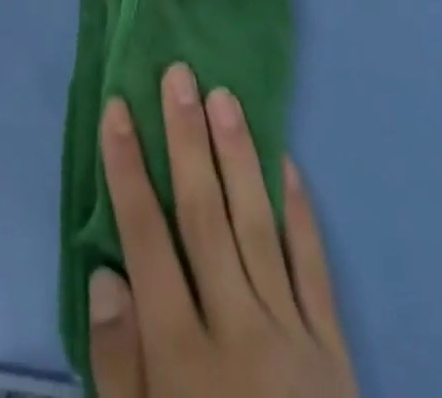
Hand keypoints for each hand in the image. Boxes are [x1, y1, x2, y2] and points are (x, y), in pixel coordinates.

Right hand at [89, 65, 359, 397]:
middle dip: (186, 139)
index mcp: (184, 358)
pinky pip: (314, 268)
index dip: (129, 168)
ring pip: (258, 225)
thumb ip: (120, 368)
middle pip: (204, 215)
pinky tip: (287, 164)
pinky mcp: (335, 350)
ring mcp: (294, 336)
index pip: (147, 239)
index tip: (118, 107)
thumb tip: (106, 274)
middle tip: (178, 74)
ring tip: (224, 95)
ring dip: (238, 156)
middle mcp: (238, 330)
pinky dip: (300, 213)